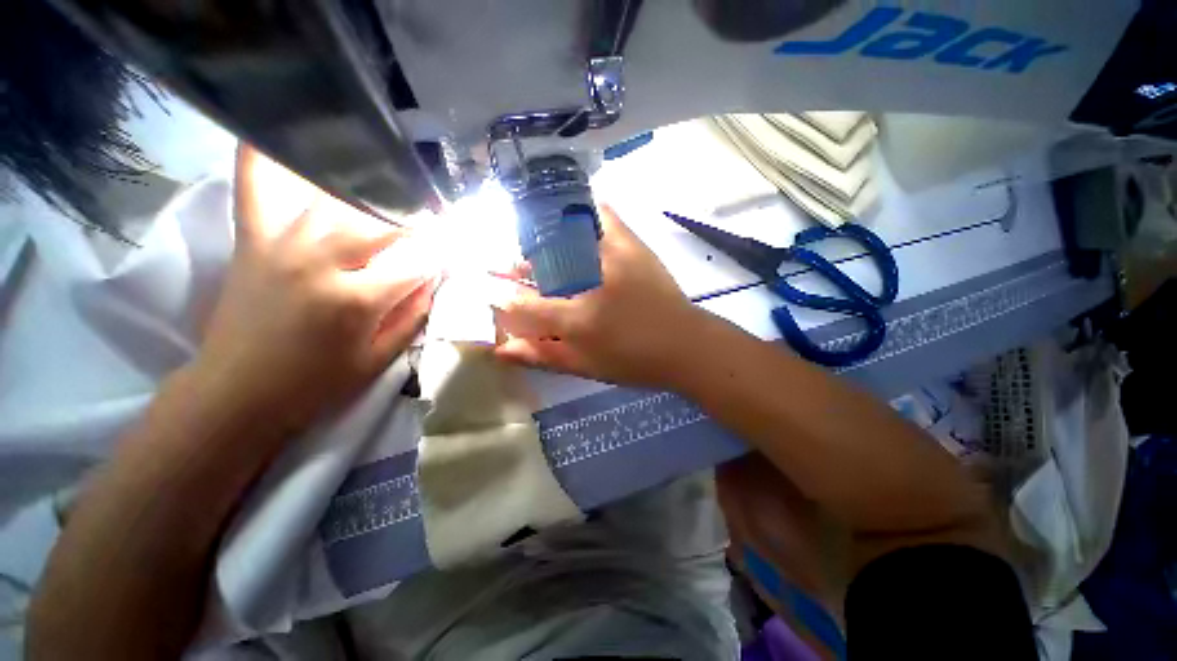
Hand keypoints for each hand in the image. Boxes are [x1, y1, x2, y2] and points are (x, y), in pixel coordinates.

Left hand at [193, 145, 437, 430]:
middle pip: (382, 222)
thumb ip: (412, 314)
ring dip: (373, 194)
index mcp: (356, 301)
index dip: (443, 252)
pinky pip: (257, 186)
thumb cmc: (316, 383)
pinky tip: (280, 135)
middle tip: (433, 217)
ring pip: (336, 199)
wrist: (237, 392)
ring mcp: (281, 244)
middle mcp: (319, 262)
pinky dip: (266, 157)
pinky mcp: (253, 240)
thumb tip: (433, 278)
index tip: (459, 244)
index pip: (418, 262)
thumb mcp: (380, 359)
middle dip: (416, 219)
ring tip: (393, 192)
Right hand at [493, 205, 705, 387]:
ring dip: (541, 237)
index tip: (490, 291)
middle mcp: (590, 282)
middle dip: (517, 263)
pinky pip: (603, 215)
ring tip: (533, 245)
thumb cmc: (634, 360)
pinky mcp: (633, 244)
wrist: (686, 344)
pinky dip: (583, 210)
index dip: (501, 297)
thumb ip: (542, 355)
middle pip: (538, 263)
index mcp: (578, 319)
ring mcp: (612, 257)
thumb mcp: (585, 365)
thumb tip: (501, 349)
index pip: (523, 304)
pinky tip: (571, 215)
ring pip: (562, 235)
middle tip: (509, 265)